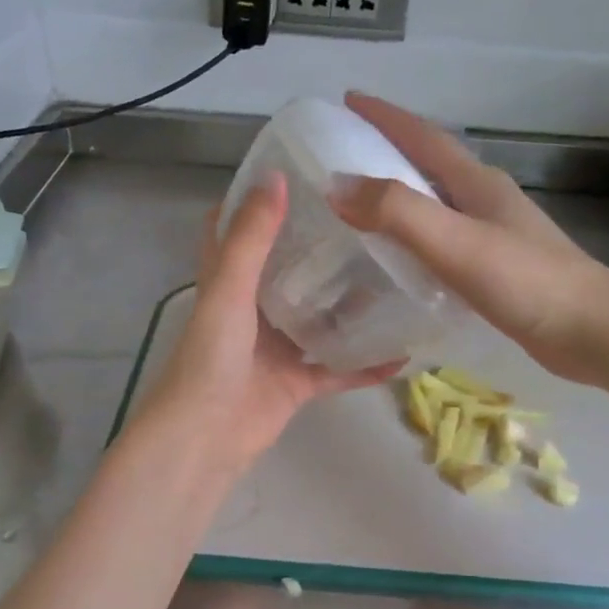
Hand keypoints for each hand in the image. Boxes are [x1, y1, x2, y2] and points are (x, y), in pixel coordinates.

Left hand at [139, 171, 399, 477]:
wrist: (205, 436)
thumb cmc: (211, 357)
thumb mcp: (229, 289)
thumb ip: (252, 237)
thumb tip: (276, 174)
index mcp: (229, 282)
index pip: (238, 230)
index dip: (259, 201)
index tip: (300, 172)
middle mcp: (253, 310)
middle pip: (290, 272)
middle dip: (322, 248)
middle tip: (371, 221)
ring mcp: (277, 348)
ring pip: (320, 319)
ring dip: (351, 305)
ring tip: (397, 275)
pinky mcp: (296, 383)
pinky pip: (338, 369)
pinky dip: (366, 364)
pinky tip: (403, 352)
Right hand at [330, 91, 608, 385]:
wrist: (591, 331)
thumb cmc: (525, 281)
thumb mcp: (455, 242)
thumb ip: (397, 212)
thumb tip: (336, 185)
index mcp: (476, 182)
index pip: (423, 137)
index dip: (386, 116)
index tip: (349, 99)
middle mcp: (486, 199)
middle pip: (431, 164)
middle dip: (389, 151)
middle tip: (346, 153)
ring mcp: (496, 233)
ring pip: (438, 202)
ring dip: (402, 194)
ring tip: (363, 204)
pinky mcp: (498, 267)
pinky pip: (444, 238)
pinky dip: (416, 236)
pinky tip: (403, 257)